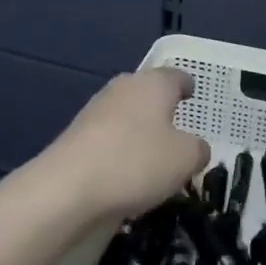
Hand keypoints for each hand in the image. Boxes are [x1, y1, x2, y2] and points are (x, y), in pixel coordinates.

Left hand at [41, 68, 208, 224]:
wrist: (67, 188)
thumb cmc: (136, 162)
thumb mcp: (186, 159)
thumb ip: (198, 149)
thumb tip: (195, 148)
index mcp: (153, 83)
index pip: (176, 76)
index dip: (186, 85)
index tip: (191, 93)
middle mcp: (123, 88)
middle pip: (148, 92)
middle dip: (161, 108)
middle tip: (177, 128)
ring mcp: (96, 111)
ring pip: (126, 115)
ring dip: (139, 131)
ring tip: (153, 157)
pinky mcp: (77, 137)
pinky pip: (108, 138)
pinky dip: (120, 150)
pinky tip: (126, 174)